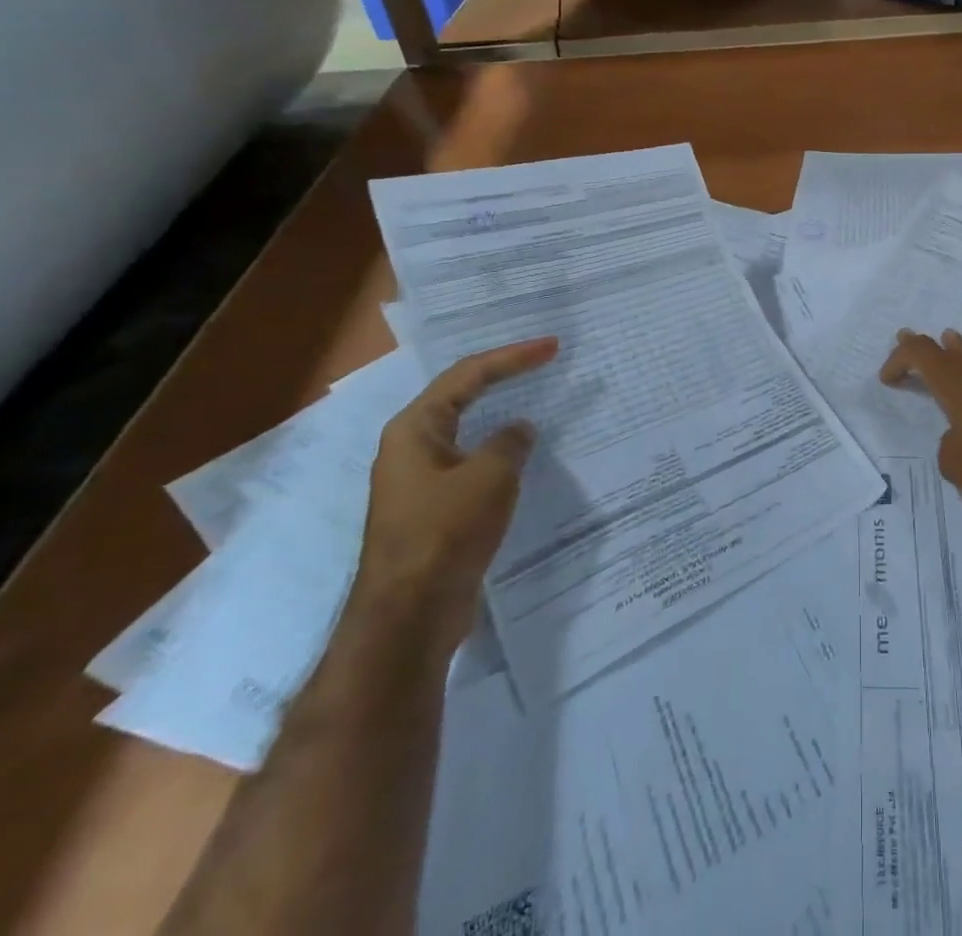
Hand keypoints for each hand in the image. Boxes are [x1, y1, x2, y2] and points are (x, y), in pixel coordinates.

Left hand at [353, 337, 559, 647]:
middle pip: (462, 395)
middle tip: (544, 361)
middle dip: (503, 376)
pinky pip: (473, 463)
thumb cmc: (445, 532)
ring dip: (502, 414)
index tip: (552, 347)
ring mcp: (421, 480)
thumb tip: (519, 431)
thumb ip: (510, 442)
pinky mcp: (435, 509)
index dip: (512, 357)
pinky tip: (523, 454)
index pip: (468, 375)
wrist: (409, 615)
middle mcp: (411, 447)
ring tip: (538, 399)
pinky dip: (500, 450)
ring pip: (468, 431)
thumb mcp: (490, 476)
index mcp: (415, 428)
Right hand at [878, 329, 961, 503]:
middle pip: (951, 352)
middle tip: (908, 336)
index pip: (919, 355)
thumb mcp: (956, 465)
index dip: (899, 359)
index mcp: (955, 385)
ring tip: (954, 339)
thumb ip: (949, 450)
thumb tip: (959, 442)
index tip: (888, 378)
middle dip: (928, 347)